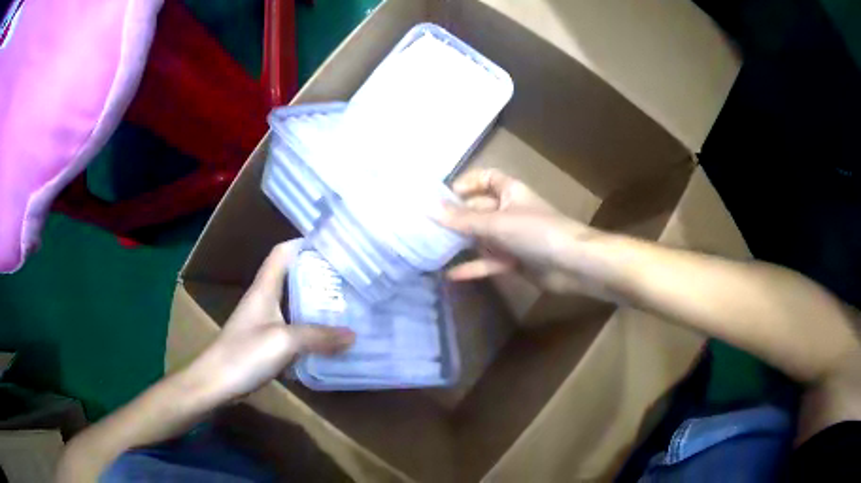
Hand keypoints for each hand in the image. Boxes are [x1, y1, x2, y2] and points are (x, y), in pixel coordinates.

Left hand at [184, 239, 354, 405]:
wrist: (216, 382)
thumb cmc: (245, 354)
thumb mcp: (284, 342)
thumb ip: (319, 336)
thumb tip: (353, 335)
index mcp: (264, 289)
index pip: (282, 253)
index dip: (304, 244)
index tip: (332, 245)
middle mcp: (264, 300)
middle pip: (291, 276)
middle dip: (317, 274)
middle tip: (347, 278)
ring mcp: (263, 322)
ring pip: (293, 303)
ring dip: (315, 302)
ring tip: (344, 304)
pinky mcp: (265, 342)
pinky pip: (292, 327)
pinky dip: (310, 327)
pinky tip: (326, 337)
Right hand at [436, 169, 597, 293]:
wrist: (573, 264)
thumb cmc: (537, 232)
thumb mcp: (497, 223)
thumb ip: (463, 219)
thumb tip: (429, 209)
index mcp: (510, 192)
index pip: (486, 178)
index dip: (466, 183)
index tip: (443, 197)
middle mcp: (509, 211)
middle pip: (478, 210)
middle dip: (455, 217)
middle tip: (426, 227)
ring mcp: (512, 237)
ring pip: (481, 237)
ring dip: (461, 243)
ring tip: (432, 249)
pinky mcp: (514, 261)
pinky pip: (489, 261)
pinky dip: (473, 267)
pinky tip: (451, 275)